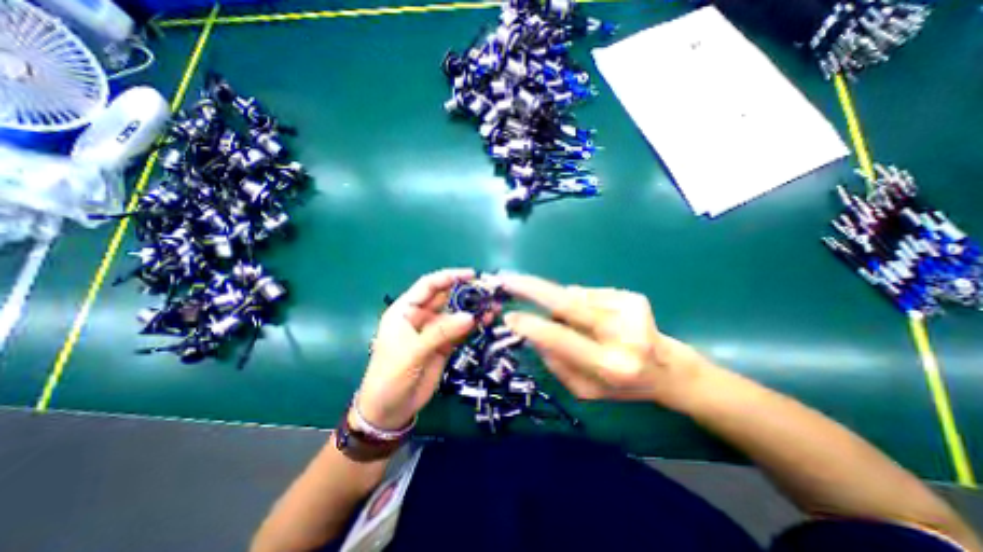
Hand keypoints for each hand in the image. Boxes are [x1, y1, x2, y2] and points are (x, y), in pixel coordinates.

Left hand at [356, 270, 477, 429]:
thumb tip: (469, 317)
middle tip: (490, 290)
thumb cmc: (390, 376)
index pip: (428, 286)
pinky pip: (461, 331)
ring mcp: (434, 331)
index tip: (471, 274)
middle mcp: (421, 317)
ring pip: (456, 314)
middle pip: (446, 298)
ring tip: (494, 305)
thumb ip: (440, 333)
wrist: (390, 410)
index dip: (448, 277)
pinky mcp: (445, 345)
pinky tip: (488, 320)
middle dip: (467, 292)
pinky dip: (474, 325)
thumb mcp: (411, 352)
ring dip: (474, 309)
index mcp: (405, 311)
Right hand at [501, 273, 706, 408]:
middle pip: (569, 304)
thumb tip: (532, 334)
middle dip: (533, 289)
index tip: (509, 316)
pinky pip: (588, 294)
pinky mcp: (632, 296)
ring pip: (575, 296)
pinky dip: (578, 302)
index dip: (533, 327)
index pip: (562, 340)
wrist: (667, 369)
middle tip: (508, 279)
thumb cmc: (622, 386)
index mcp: (611, 365)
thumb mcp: (585, 389)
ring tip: (571, 320)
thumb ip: (556, 363)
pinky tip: (590, 316)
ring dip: (560, 304)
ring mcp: (630, 309)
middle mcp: (623, 334)